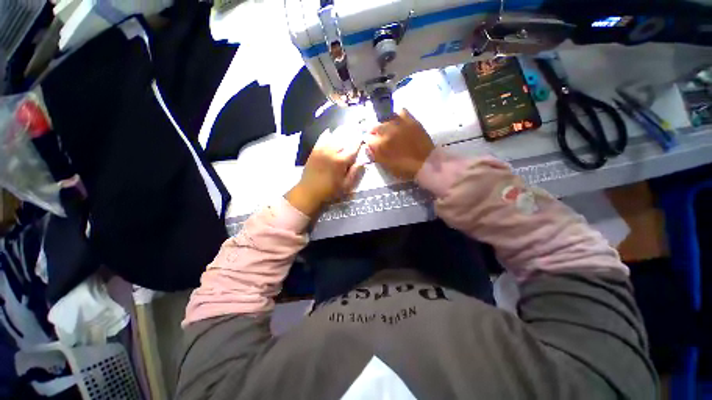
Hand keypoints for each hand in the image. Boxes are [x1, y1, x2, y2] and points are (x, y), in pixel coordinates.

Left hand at [286, 129, 363, 216]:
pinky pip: (322, 138)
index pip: (354, 147)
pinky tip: (330, 132)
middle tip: (356, 134)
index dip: (360, 142)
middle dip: (351, 136)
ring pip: (334, 137)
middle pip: (344, 139)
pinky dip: (328, 134)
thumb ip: (355, 173)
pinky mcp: (314, 150)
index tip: (364, 139)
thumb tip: (362, 162)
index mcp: (341, 161)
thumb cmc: (329, 190)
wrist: (308, 191)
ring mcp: (322, 149)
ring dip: (341, 134)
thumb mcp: (345, 186)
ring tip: (346, 130)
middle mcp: (332, 151)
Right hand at [366, 109, 434, 179]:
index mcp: (381, 144)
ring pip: (386, 119)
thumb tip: (367, 146)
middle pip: (374, 127)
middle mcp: (388, 131)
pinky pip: (401, 111)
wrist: (425, 163)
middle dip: (374, 133)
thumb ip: (375, 155)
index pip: (367, 138)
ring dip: (384, 124)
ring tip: (388, 130)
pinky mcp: (411, 120)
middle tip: (378, 138)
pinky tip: (399, 122)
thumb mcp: (386, 165)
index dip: (368, 142)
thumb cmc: (404, 168)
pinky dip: (397, 116)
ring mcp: (400, 124)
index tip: (371, 145)